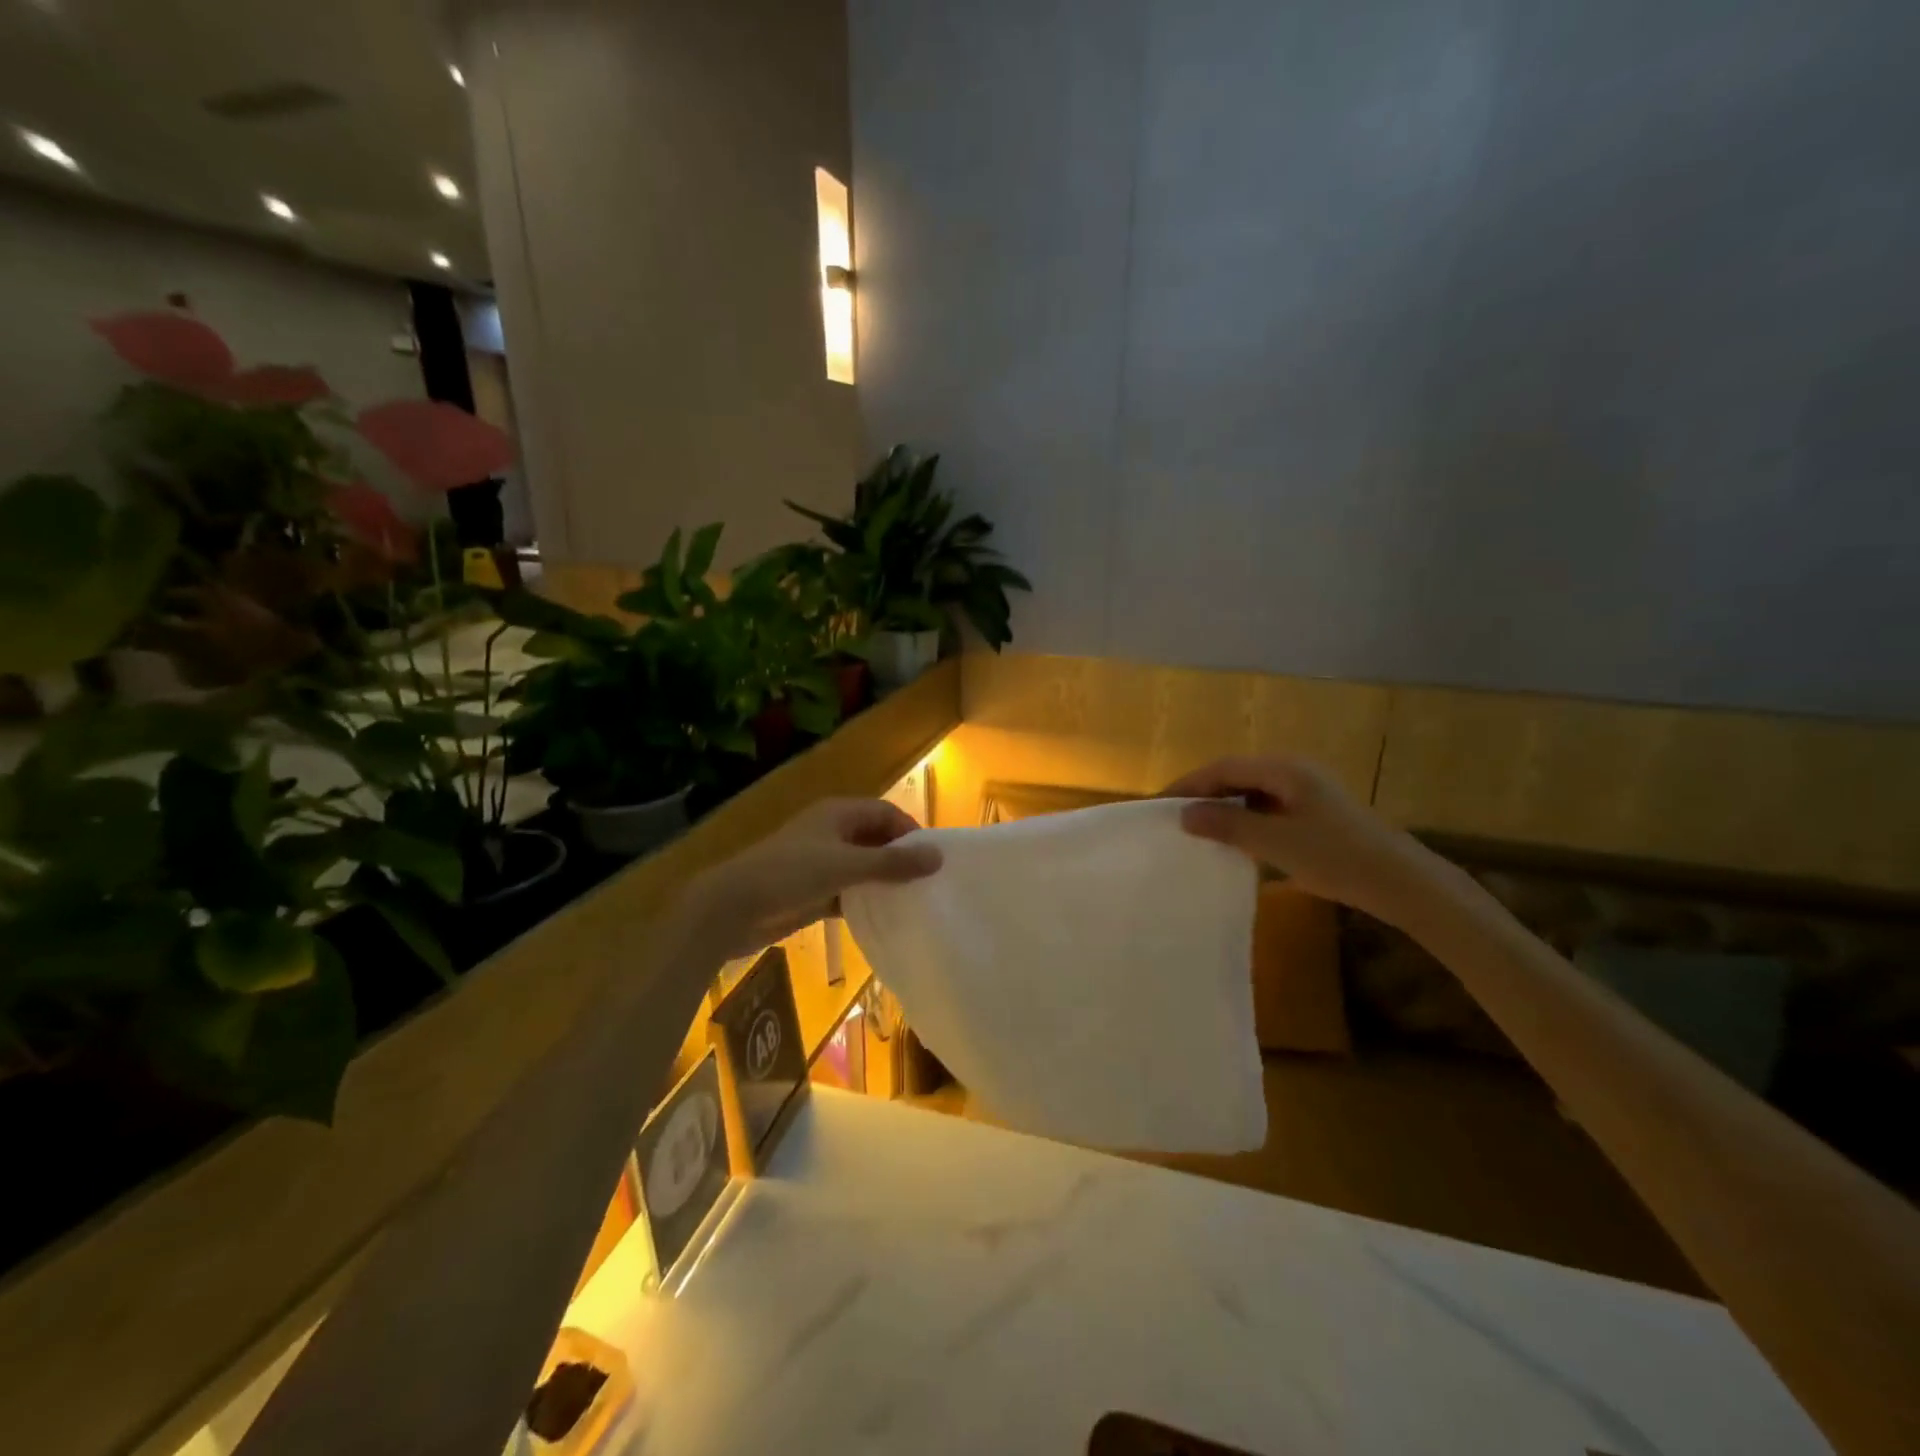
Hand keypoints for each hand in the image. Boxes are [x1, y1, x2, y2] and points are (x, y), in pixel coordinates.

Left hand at [687, 798, 941, 959]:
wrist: (732, 908)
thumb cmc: (790, 874)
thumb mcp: (846, 866)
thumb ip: (892, 863)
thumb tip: (938, 857)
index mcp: (838, 813)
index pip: (886, 812)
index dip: (910, 831)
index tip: (934, 859)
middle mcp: (831, 832)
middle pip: (875, 839)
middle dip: (899, 857)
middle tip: (928, 882)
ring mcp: (820, 863)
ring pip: (862, 867)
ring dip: (883, 881)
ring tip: (914, 901)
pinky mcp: (811, 891)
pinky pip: (847, 892)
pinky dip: (864, 901)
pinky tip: (884, 918)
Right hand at [1160, 756, 1440, 925]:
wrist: (1401, 883)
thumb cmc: (1336, 857)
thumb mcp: (1275, 842)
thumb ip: (1227, 825)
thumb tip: (1184, 814)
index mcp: (1284, 769)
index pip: (1224, 768)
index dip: (1189, 784)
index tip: (1160, 804)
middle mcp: (1294, 773)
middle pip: (1237, 776)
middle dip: (1204, 795)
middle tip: (1175, 818)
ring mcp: (1307, 793)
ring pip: (1252, 794)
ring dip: (1224, 809)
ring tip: (1197, 831)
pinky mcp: (1315, 815)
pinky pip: (1268, 809)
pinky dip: (1245, 822)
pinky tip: (1235, 843)